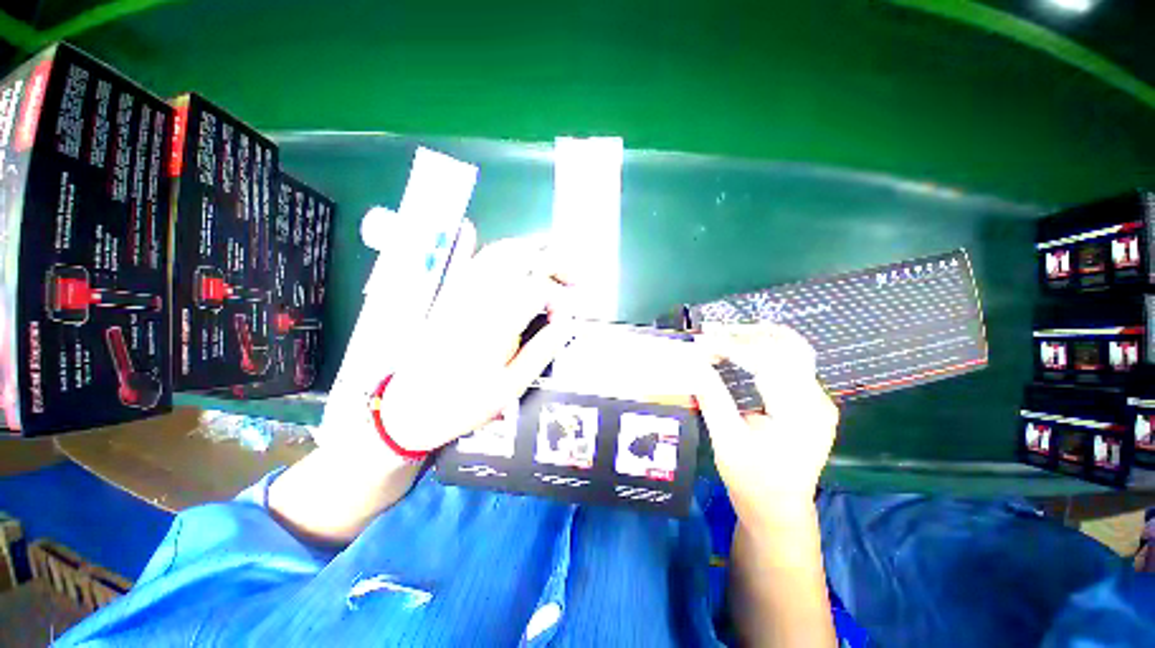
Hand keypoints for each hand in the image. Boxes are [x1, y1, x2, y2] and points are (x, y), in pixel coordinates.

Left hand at [379, 235, 576, 452]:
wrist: (409, 410)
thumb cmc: (464, 403)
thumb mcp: (511, 386)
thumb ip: (542, 350)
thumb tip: (567, 323)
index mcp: (496, 321)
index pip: (538, 288)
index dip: (559, 298)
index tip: (564, 319)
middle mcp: (478, 297)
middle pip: (520, 258)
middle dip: (553, 261)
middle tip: (573, 277)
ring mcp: (458, 292)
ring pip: (494, 253)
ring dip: (525, 249)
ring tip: (547, 261)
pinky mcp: (445, 296)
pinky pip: (457, 260)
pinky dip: (468, 243)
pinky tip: (470, 228)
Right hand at [692, 323, 838, 524]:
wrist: (779, 510)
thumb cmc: (752, 481)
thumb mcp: (726, 440)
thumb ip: (712, 397)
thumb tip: (693, 362)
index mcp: (799, 412)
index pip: (767, 361)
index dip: (731, 346)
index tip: (701, 342)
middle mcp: (816, 399)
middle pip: (787, 346)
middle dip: (746, 334)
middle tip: (711, 333)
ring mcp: (817, 398)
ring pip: (791, 349)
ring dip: (756, 337)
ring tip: (723, 336)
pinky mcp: (809, 400)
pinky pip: (789, 362)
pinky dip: (763, 349)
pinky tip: (741, 349)